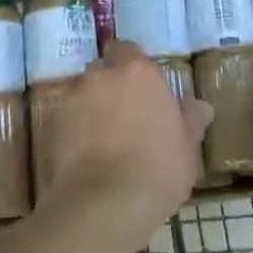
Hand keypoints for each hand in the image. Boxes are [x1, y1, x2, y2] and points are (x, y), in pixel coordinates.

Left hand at [44, 41, 212, 248]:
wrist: (105, 202)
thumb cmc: (158, 169)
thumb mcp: (187, 147)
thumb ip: (190, 120)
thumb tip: (201, 107)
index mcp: (138, 72)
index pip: (128, 50)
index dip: (132, 66)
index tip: (140, 87)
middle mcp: (101, 75)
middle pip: (102, 69)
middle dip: (109, 85)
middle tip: (123, 114)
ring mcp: (72, 98)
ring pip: (81, 93)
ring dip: (89, 107)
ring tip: (100, 138)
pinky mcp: (51, 124)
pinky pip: (64, 119)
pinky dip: (72, 130)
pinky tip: (82, 156)